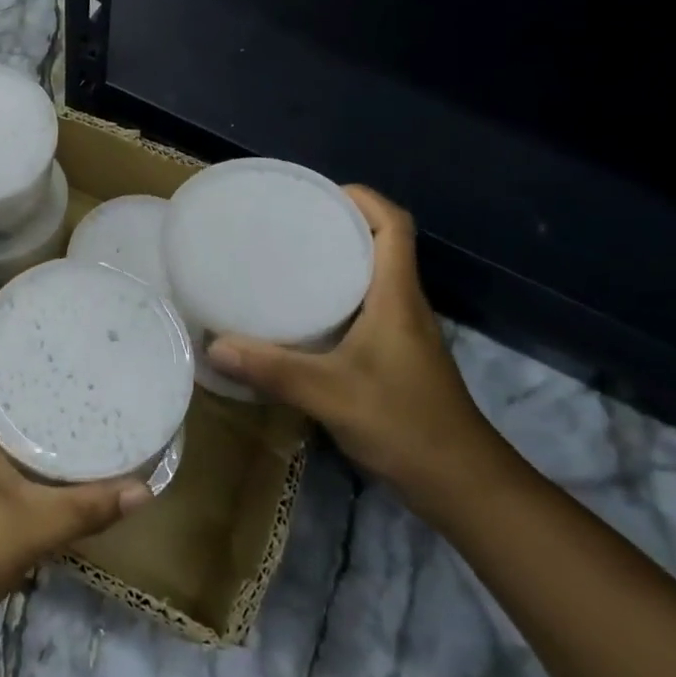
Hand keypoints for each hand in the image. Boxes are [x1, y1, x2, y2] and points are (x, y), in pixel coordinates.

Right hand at [207, 185, 508, 514]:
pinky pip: (361, 309)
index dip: (362, 198)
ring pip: (368, 278)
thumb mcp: (332, 394)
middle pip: (378, 245)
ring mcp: (400, 333)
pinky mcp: (392, 357)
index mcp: (396, 297)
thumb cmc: (406, 424)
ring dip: (333, 261)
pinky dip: (331, 299)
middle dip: (336, 224)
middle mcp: (401, 305)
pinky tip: (297, 315)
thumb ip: (274, 370)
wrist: (461, 484)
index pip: (394, 226)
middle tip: (284, 223)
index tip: (317, 192)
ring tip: (282, 259)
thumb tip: (214, 345)